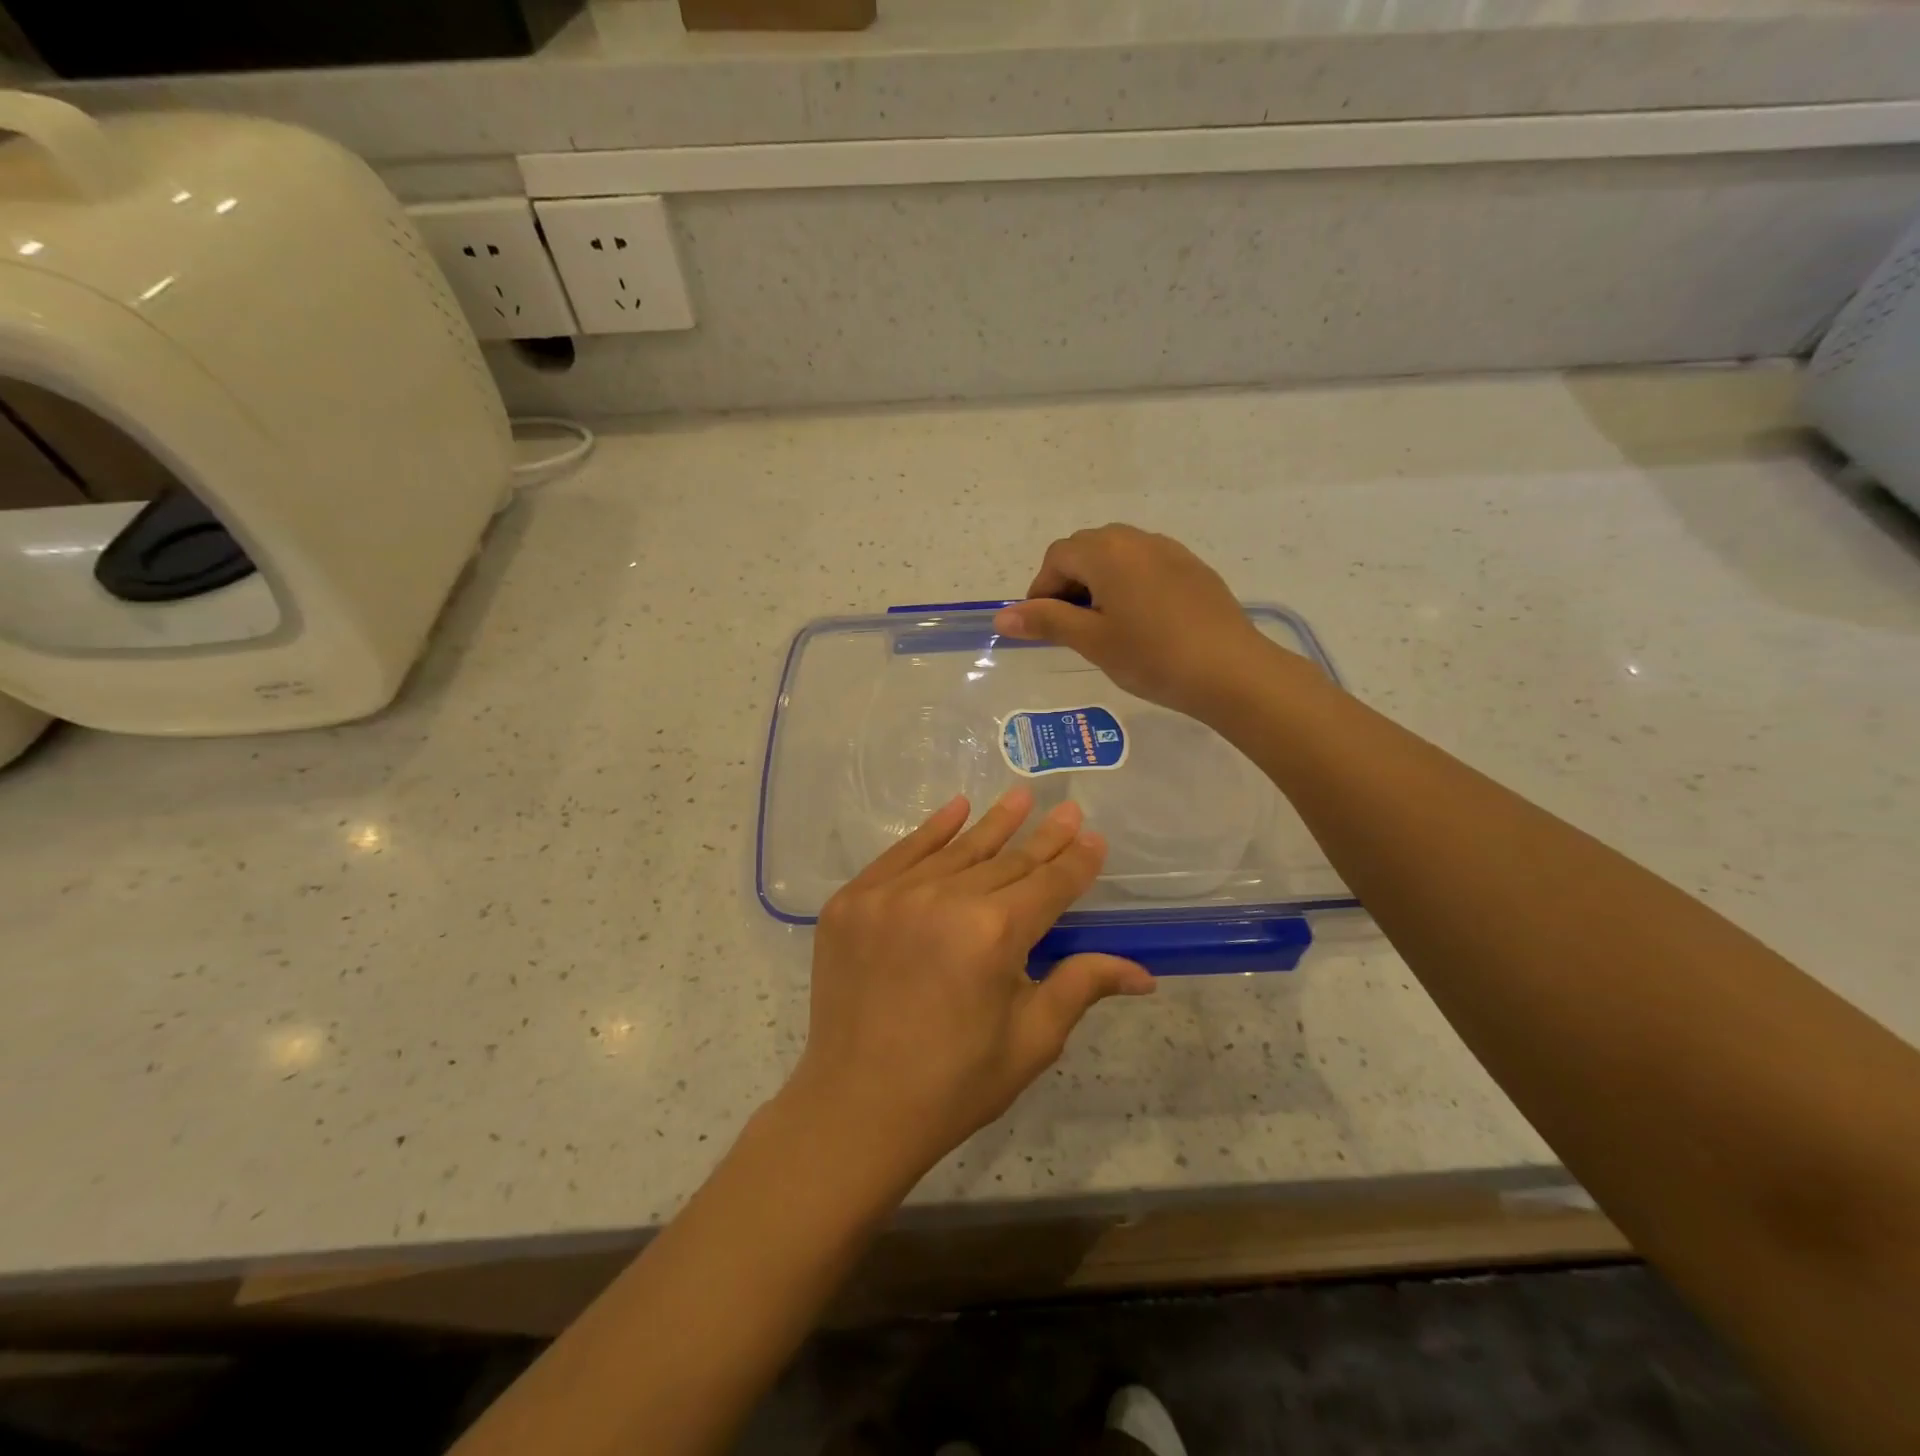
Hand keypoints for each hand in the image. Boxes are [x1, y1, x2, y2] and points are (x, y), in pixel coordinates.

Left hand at [788, 788, 1154, 1185]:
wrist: (856, 1108)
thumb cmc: (955, 1084)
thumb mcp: (1031, 1040)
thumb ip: (1081, 986)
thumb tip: (1143, 973)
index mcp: (994, 934)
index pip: (1048, 885)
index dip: (1075, 862)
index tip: (1094, 837)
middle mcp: (943, 900)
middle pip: (1006, 861)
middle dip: (1043, 838)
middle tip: (1068, 810)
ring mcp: (891, 895)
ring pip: (957, 851)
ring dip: (993, 823)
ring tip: (1021, 796)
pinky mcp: (853, 900)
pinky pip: (900, 854)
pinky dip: (931, 831)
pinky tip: (957, 808)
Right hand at [992, 524, 1291, 720]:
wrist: (1231, 670)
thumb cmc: (1152, 656)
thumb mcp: (1092, 641)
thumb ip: (1047, 622)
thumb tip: (1002, 617)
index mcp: (1107, 552)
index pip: (1057, 557)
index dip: (1042, 591)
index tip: (1045, 627)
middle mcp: (1136, 539)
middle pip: (1086, 550)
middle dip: (1070, 583)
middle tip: (1074, 628)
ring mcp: (1169, 550)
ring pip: (1118, 556)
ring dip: (1100, 582)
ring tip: (1107, 626)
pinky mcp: (1193, 568)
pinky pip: (1147, 565)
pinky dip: (1130, 584)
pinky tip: (1143, 622)